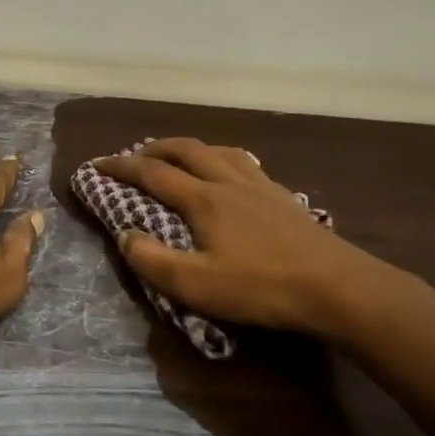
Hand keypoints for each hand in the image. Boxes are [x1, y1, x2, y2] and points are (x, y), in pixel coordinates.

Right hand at [95, 138, 403, 344]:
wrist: (338, 287)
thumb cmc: (262, 286)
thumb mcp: (197, 286)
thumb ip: (153, 261)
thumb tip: (124, 236)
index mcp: (204, 199)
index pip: (152, 174)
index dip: (120, 167)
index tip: (96, 164)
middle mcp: (229, 181)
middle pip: (186, 150)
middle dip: (154, 148)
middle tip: (135, 155)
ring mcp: (261, 186)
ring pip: (219, 151)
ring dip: (191, 148)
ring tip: (180, 157)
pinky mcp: (285, 198)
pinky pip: (246, 164)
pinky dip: (224, 160)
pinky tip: (232, 174)